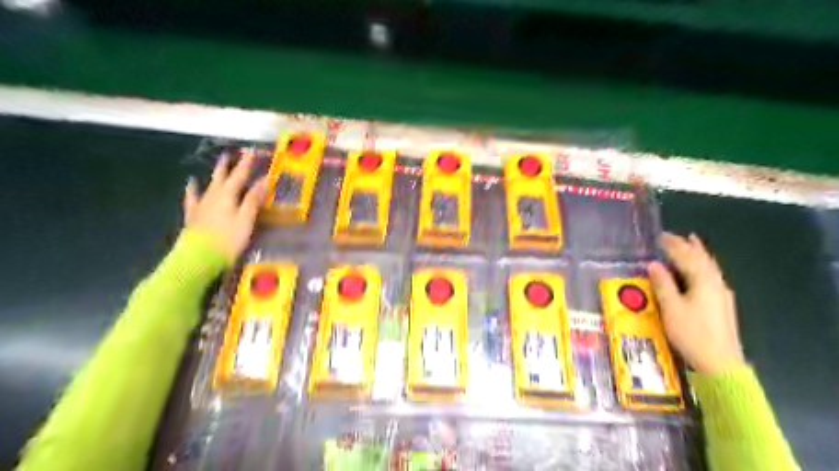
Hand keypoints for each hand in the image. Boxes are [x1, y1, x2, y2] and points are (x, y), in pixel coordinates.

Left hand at [182, 153, 263, 260]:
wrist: (198, 258)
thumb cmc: (228, 240)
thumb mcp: (246, 220)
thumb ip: (253, 200)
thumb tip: (263, 180)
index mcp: (228, 195)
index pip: (240, 175)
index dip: (247, 163)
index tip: (253, 151)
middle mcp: (213, 195)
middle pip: (223, 176)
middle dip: (230, 164)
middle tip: (234, 154)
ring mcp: (201, 204)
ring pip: (210, 184)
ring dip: (216, 173)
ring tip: (219, 164)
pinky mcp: (193, 215)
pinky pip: (192, 198)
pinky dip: (193, 189)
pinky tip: (191, 184)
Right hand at [645, 231, 741, 375]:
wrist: (720, 363)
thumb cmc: (692, 333)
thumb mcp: (671, 308)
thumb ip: (663, 284)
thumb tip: (654, 265)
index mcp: (703, 281)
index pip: (686, 257)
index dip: (673, 245)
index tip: (660, 236)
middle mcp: (715, 283)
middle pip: (702, 259)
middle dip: (688, 246)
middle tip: (674, 236)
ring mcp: (721, 294)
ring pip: (709, 267)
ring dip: (698, 254)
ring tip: (691, 244)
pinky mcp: (721, 304)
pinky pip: (710, 275)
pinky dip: (702, 266)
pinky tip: (698, 269)